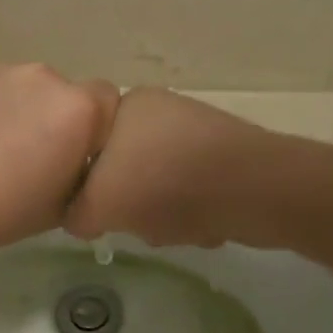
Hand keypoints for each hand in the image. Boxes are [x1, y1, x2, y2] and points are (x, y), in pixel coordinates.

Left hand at [0, 64, 118, 257]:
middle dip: (48, 116)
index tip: (73, 154)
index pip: (107, 100)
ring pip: (15, 87)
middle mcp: (40, 77)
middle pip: (58, 91)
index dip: (94, 127)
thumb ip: (77, 175)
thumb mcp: (59, 207)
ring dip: (10, 109)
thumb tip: (71, 166)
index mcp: (76, 108)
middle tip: (24, 156)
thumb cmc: (0, 210)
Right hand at [65, 89, 279, 247]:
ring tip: (177, 228)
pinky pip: (192, 192)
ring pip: (158, 187)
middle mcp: (160, 110)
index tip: (97, 211)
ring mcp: (196, 132)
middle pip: (122, 172)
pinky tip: (205, 227)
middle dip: (131, 207)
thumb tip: (77, 218)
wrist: (257, 190)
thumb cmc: (167, 185)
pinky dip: (193, 214)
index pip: (86, 148)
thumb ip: (75, 212)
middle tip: (139, 223)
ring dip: (162, 216)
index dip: (87, 185)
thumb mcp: (100, 204)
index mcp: (126, 104)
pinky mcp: (226, 157)